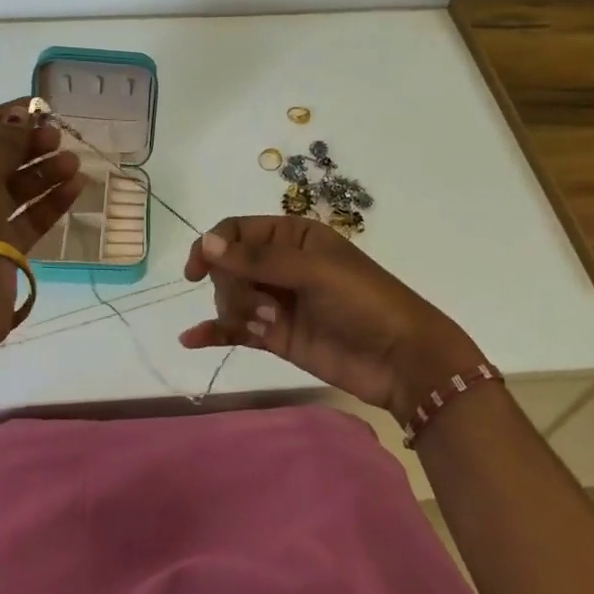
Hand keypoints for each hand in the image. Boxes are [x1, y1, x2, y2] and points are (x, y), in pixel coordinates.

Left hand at [0, 99, 82, 336]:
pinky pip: (26, 218)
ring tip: (74, 163)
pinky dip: (49, 203)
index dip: (4, 119)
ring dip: (43, 174)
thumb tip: (20, 114)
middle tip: (59, 137)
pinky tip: (76, 188)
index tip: (39, 109)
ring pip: (14, 190)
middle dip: (28, 147)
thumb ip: (5, 143)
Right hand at [179, 215, 485, 422]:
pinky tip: (191, 339)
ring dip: (238, 312)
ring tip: (269, 327)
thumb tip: (206, 244)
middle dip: (235, 287)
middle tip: (265, 308)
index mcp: (293, 237)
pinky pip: (235, 329)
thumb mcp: (315, 271)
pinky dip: (214, 332)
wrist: (402, 361)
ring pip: (231, 298)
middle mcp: (281, 265)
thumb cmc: (365, 302)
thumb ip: (259, 260)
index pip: (236, 232)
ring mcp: (277, 302)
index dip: (213, 246)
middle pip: (229, 267)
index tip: (197, 270)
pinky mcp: (275, 336)